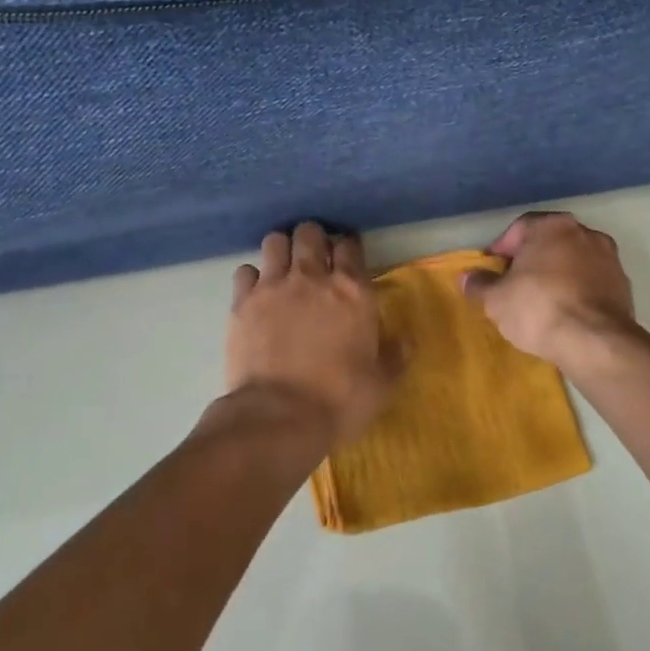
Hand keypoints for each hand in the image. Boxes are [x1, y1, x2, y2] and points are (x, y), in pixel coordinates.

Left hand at [224, 223, 402, 448]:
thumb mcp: (382, 383)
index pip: (350, 245)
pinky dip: (252, 278)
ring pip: (275, 242)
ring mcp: (273, 286)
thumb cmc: (339, 400)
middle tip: (314, 259)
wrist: (279, 417)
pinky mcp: (242, 302)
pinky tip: (256, 294)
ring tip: (284, 269)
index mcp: (353, 290)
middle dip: (313, 239)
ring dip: (282, 250)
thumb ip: (396, 355)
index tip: (347, 259)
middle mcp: (312, 277)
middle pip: (310, 233)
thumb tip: (407, 339)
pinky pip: (244, 271)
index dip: (348, 248)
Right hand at [462, 212, 636, 370]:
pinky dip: (578, 291)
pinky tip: (566, 314)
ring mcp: (610, 258)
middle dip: (532, 261)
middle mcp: (585, 232)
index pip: (520, 228)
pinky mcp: (624, 285)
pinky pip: (592, 282)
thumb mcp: (496, 300)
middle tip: (515, 286)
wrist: (595, 341)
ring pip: (574, 261)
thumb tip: (467, 278)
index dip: (502, 249)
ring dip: (557, 275)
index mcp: (552, 226)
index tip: (493, 272)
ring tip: (541, 302)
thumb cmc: (538, 308)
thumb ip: (479, 285)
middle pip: (550, 242)